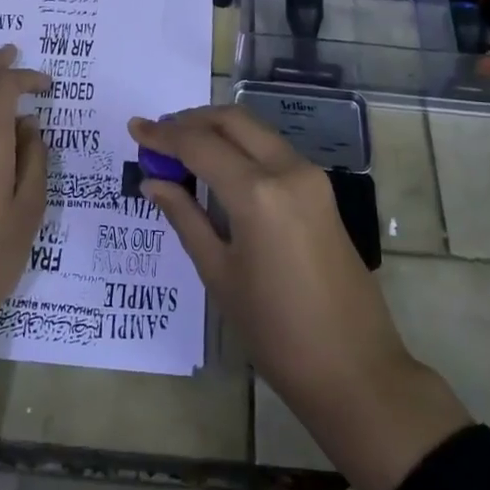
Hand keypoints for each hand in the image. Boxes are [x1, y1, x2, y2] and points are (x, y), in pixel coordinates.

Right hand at [130, 106, 472, 489]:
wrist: (355, 369)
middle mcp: (288, 170)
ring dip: (217, 131)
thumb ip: (185, 218)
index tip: (134, 128)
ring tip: (181, 150)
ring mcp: (311, 177)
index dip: (163, 135)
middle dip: (191, 121)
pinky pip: (273, 151)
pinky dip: (241, 148)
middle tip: (158, 136)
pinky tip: (218, 168)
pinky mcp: (322, 191)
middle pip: (233, 120)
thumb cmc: (276, 332)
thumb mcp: (219, 274)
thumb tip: (153, 181)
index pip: (200, 145)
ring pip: (256, 130)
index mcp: (258, 193)